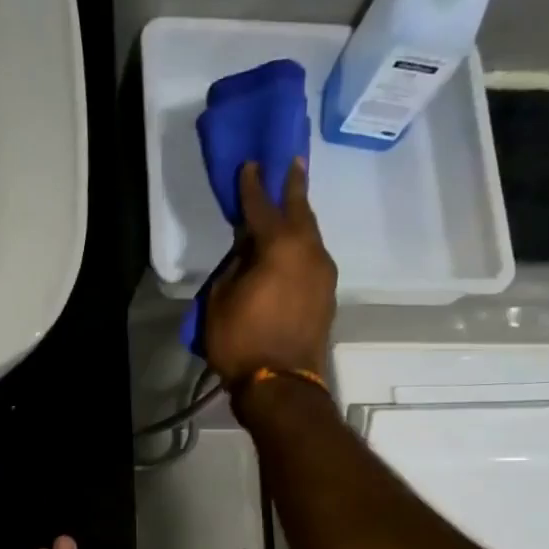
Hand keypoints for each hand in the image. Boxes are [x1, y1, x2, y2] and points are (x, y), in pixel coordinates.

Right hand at [204, 158, 337, 390]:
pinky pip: (313, 259)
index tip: (250, 164)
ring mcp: (323, 273)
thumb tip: (248, 252)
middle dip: (294, 187)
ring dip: (300, 218)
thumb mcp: (221, 299)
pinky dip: (302, 247)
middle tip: (292, 163)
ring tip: (291, 205)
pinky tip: (292, 249)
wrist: (280, 384)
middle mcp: (309, 251)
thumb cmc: (242, 341)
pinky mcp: (327, 295)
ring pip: (311, 235)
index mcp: (280, 246)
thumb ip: (235, 266)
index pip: (262, 206)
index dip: (252, 186)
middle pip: (301, 211)